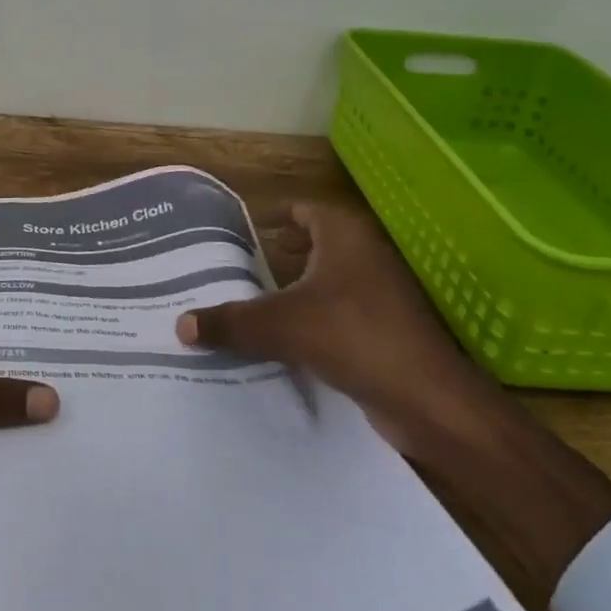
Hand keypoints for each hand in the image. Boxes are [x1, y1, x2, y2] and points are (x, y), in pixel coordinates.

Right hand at [178, 201, 610, 603]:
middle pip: (311, 247)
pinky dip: (311, 322)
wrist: (429, 400)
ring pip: (324, 284)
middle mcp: (364, 256)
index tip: (239, 233)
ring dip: (292, 293)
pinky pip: (336, 316)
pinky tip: (282, 343)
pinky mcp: (384, 331)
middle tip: (231, 272)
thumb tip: (180, 324)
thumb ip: (231, 322)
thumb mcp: (281, 326)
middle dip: (275, 258)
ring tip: (248, 307)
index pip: (302, 211)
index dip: (271, 217)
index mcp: (344, 236)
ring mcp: (380, 295)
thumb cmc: (354, 337)